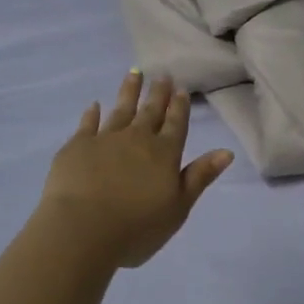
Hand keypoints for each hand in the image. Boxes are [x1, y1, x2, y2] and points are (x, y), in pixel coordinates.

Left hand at [39, 70, 233, 267]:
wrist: (82, 229)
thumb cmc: (137, 227)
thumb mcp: (178, 207)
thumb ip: (200, 177)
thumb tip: (226, 152)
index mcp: (165, 154)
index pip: (176, 124)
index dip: (179, 107)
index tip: (181, 88)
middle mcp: (137, 139)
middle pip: (150, 112)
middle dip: (158, 93)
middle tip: (162, 75)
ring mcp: (105, 140)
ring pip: (121, 110)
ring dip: (129, 92)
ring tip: (134, 73)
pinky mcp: (77, 147)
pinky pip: (88, 124)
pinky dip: (92, 113)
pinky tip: (94, 105)